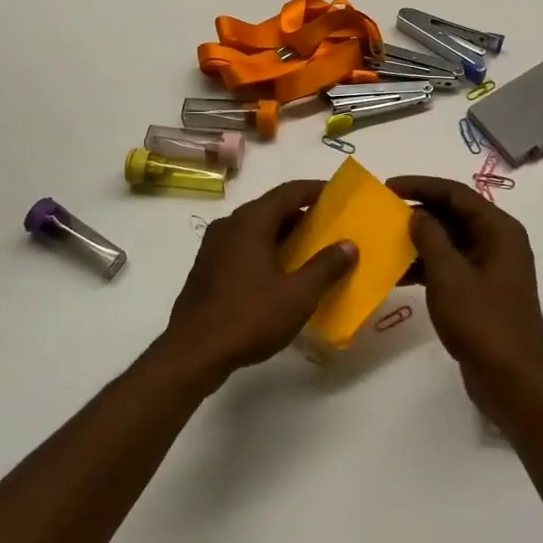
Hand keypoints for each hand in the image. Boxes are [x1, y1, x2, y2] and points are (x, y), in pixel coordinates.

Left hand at [159, 180, 356, 386]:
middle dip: (300, 213)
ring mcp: (214, 246)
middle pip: (270, 208)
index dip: (314, 190)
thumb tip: (349, 245)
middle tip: (328, 225)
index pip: (288, 192)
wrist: (193, 352)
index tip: (337, 194)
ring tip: (308, 249)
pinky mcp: (207, 268)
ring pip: (255, 228)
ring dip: (282, 233)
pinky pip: (242, 246)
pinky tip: (279, 272)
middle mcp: (230, 225)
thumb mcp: (298, 295)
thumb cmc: (249, 316)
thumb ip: (326, 266)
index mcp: (251, 222)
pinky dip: (264, 249)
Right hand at [387, 176, 542, 416]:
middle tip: (383, 213)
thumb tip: (417, 214)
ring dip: (420, 240)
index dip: (421, 186)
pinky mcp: (482, 290)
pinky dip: (427, 265)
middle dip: (419, 212)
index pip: (456, 193)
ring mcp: (491, 267)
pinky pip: (451, 265)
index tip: (388, 187)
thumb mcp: (449, 276)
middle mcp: (499, 242)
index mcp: (499, 230)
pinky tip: (398, 274)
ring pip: (451, 240)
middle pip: (454, 214)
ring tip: (385, 242)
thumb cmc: (482, 322)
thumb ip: (430, 238)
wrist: (512, 382)